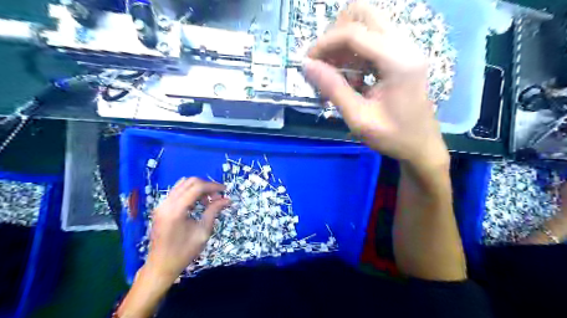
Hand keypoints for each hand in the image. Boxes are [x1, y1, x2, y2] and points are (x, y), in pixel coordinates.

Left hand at [146, 177, 229, 281]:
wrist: (161, 266)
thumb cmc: (184, 252)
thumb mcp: (203, 232)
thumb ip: (213, 211)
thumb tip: (227, 200)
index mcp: (176, 210)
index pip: (197, 187)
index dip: (213, 186)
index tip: (225, 190)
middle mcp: (166, 203)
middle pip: (190, 182)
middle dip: (207, 186)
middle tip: (217, 197)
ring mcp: (161, 204)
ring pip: (183, 185)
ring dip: (198, 188)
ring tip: (209, 200)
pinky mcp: (161, 208)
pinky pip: (177, 192)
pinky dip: (190, 192)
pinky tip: (197, 203)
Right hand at [303, 0, 449, 167]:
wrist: (421, 147)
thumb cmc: (392, 137)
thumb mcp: (359, 118)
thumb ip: (333, 89)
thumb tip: (307, 65)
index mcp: (398, 61)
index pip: (354, 33)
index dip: (325, 43)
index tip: (308, 62)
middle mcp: (405, 46)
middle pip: (364, 14)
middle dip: (336, 35)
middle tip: (324, 62)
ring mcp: (406, 49)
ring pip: (368, 25)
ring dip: (345, 46)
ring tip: (336, 76)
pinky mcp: (402, 56)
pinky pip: (373, 41)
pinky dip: (355, 54)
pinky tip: (351, 79)